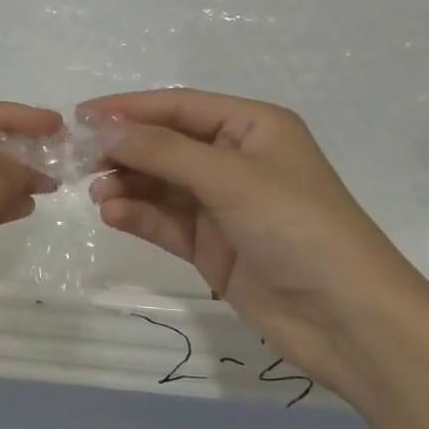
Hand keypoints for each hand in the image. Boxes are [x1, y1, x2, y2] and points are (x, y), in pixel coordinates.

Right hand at [82, 89, 428, 404]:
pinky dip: (140, 215)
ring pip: (162, 184)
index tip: (81, 115)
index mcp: (252, 126)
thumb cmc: (296, 226)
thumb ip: (163, 151)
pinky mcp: (215, 247)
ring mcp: (225, 205)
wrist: (350, 321)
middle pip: (167, 144)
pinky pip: (167, 221)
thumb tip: (105, 128)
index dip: (130, 108)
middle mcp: (237, 159)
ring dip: (128, 184)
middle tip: (78, 158)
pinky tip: (113, 214)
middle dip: (125, 148)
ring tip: (95, 191)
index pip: (179, 107)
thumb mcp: (230, 177)